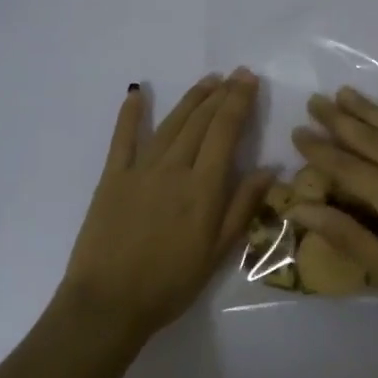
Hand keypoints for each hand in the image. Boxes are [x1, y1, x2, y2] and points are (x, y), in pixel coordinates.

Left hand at [56, 71, 274, 343]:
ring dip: (190, 99)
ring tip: (207, 81)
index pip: (225, 132)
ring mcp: (139, 170)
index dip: (238, 102)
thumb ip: (242, 207)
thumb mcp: (217, 252)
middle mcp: (173, 168)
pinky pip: (122, 139)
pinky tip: (137, 93)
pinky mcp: (112, 178)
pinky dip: (130, 114)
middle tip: (234, 74)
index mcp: (203, 187)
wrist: (108, 302)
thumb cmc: (170, 283)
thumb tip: (269, 169)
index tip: (249, 79)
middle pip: (200, 122)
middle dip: (220, 94)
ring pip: (170, 124)